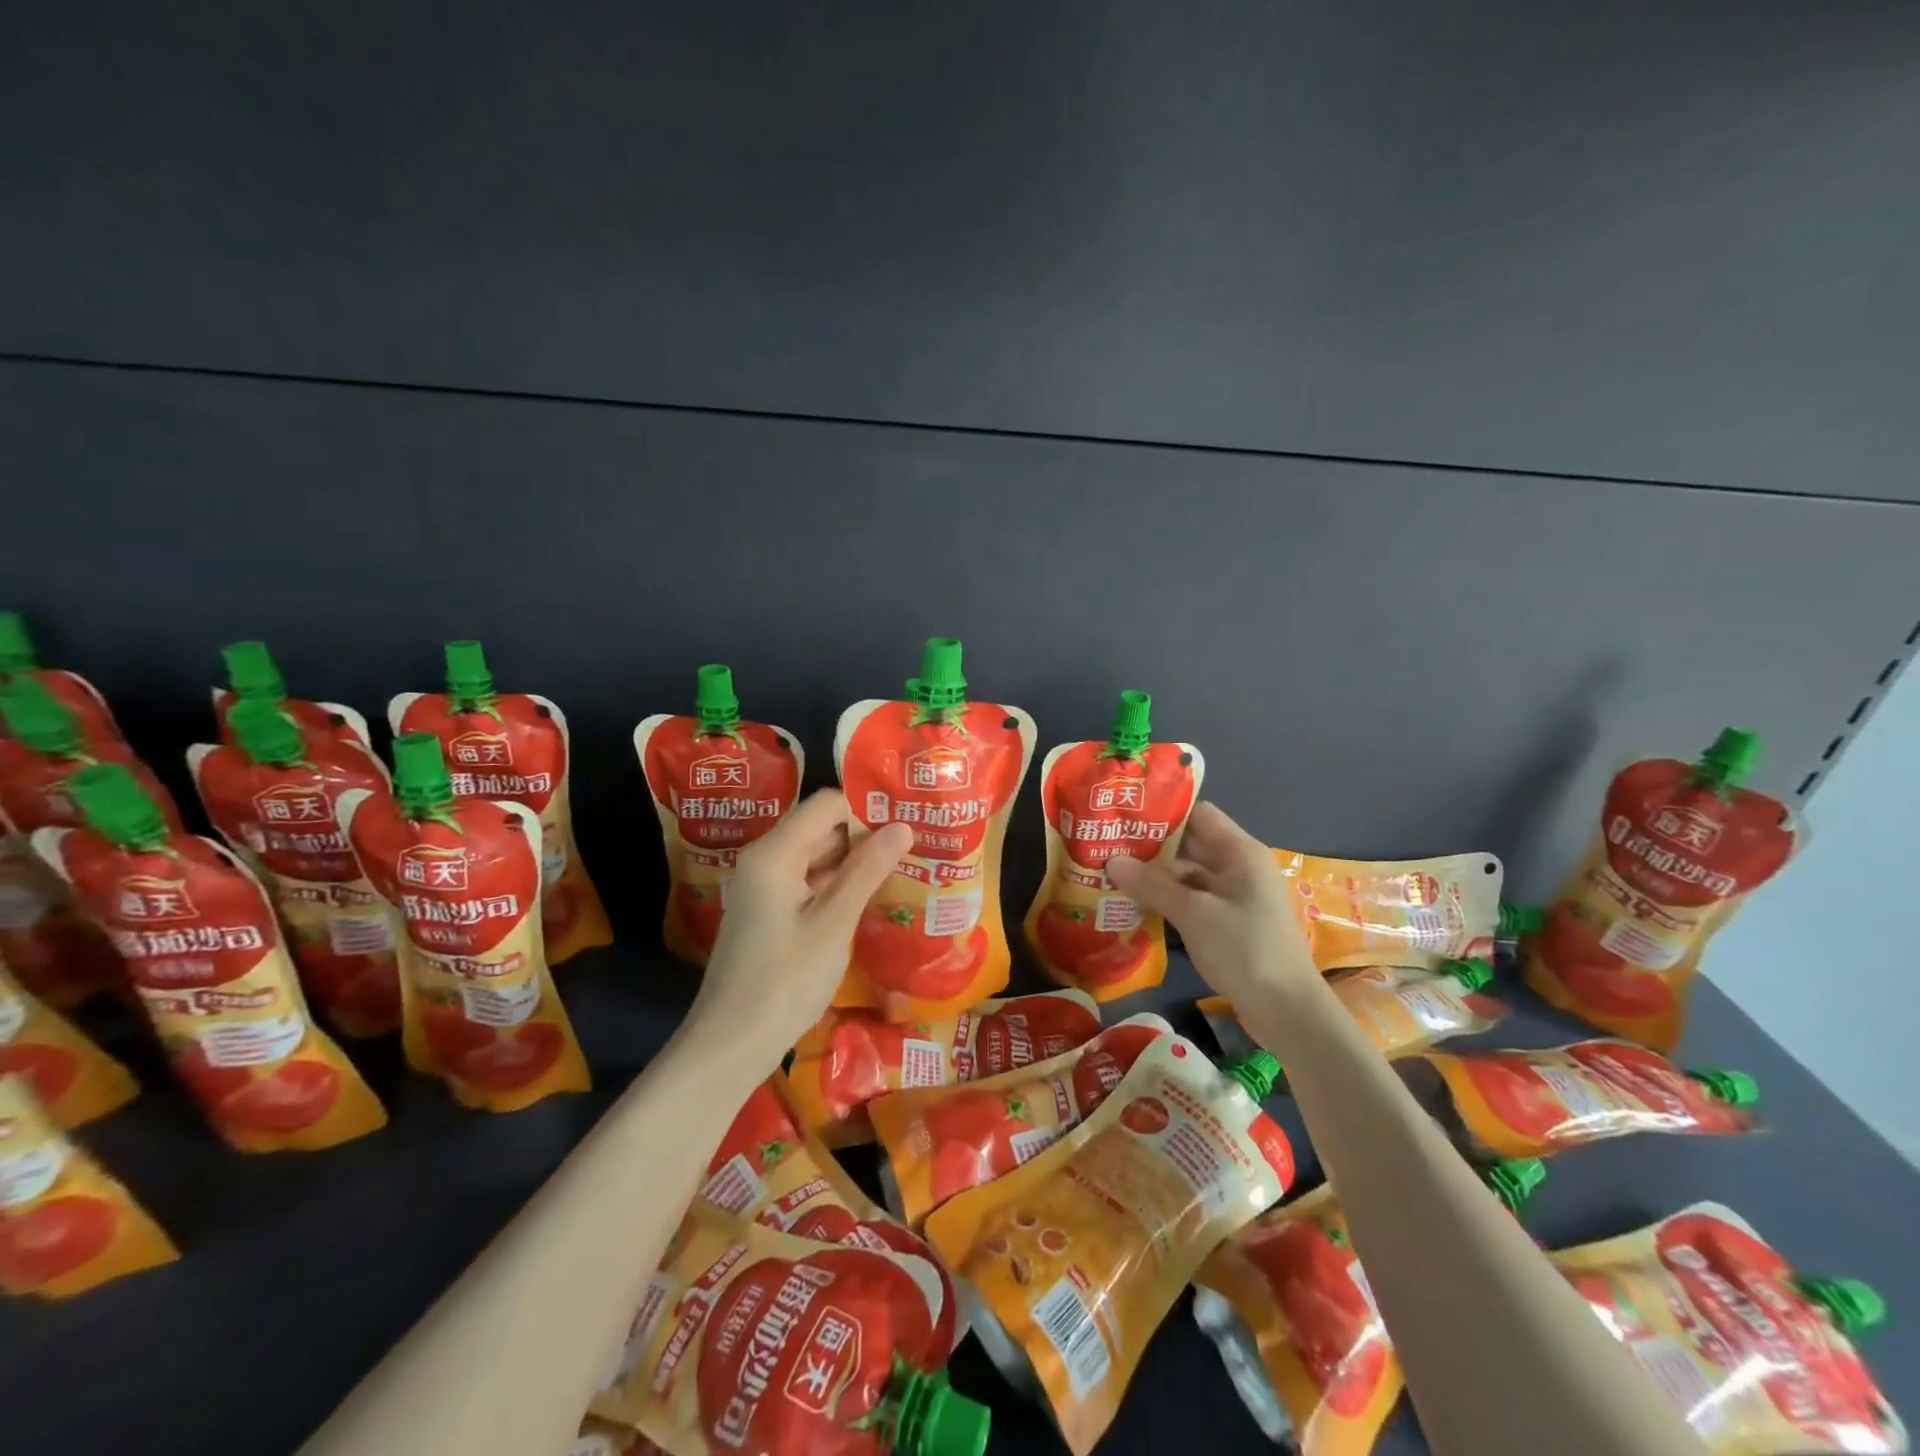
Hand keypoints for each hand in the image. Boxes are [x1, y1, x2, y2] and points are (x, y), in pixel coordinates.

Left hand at [689, 790, 912, 1067]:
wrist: (730, 1045)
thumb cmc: (784, 982)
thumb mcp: (833, 924)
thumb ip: (867, 871)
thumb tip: (902, 826)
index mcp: (775, 853)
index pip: (826, 804)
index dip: (867, 807)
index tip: (908, 819)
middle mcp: (766, 860)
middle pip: (821, 827)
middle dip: (866, 833)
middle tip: (916, 844)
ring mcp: (765, 887)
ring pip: (817, 856)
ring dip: (856, 861)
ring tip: (905, 866)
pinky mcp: (770, 911)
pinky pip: (809, 882)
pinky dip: (839, 885)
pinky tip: (873, 896)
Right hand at [1105, 801, 1316, 1006]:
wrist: (1288, 1012)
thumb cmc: (1245, 950)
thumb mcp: (1194, 915)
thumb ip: (1152, 885)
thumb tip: (1111, 861)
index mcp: (1239, 852)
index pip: (1198, 813)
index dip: (1162, 812)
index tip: (1124, 815)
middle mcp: (1239, 866)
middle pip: (1191, 842)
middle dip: (1151, 844)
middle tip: (1107, 844)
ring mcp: (1235, 896)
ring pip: (1188, 873)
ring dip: (1155, 874)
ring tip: (1112, 872)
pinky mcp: (1229, 922)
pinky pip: (1193, 899)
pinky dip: (1167, 898)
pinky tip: (1136, 903)